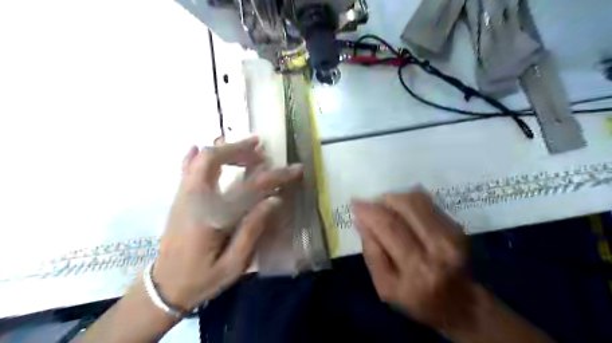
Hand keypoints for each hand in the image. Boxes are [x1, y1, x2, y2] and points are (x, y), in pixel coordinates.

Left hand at [149, 136, 300, 310]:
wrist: (163, 289)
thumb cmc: (201, 279)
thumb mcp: (233, 264)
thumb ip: (252, 230)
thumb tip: (274, 200)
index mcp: (211, 217)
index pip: (249, 188)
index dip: (275, 176)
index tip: (295, 169)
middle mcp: (193, 200)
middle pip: (213, 160)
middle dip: (239, 149)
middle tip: (262, 150)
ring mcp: (182, 197)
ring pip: (200, 160)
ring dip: (225, 150)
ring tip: (248, 149)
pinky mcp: (179, 199)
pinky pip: (186, 169)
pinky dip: (195, 156)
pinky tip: (199, 147)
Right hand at [354, 192, 477, 330]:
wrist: (461, 304)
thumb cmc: (417, 299)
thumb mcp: (385, 286)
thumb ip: (371, 253)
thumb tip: (361, 221)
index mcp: (417, 267)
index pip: (388, 226)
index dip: (369, 210)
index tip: (355, 203)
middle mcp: (437, 245)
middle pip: (404, 205)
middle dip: (381, 199)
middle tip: (370, 204)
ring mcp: (451, 233)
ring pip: (416, 199)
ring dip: (395, 198)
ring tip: (385, 207)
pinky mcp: (456, 226)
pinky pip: (427, 202)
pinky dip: (409, 202)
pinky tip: (402, 212)